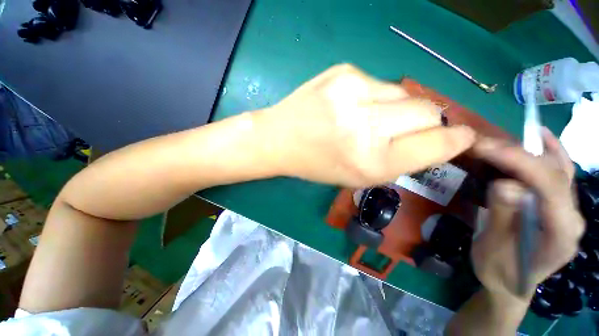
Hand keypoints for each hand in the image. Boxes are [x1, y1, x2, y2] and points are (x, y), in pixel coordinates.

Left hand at [253, 64, 475, 186]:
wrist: (281, 139)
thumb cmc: (317, 164)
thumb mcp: (358, 176)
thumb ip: (399, 159)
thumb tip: (436, 137)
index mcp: (370, 162)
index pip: (435, 144)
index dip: (455, 140)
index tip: (462, 137)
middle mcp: (366, 127)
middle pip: (428, 111)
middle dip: (426, 122)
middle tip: (402, 129)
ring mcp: (353, 93)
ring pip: (404, 93)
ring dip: (395, 108)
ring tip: (368, 119)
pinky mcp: (343, 72)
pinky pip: (378, 83)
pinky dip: (373, 97)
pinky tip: (349, 106)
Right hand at [471, 129, 583, 302]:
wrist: (510, 284)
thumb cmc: (499, 271)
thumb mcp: (493, 250)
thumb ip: (503, 218)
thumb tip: (506, 185)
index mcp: (561, 233)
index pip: (549, 186)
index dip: (520, 162)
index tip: (486, 149)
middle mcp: (572, 217)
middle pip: (555, 174)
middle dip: (521, 153)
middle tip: (484, 144)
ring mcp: (567, 210)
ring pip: (562, 169)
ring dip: (537, 148)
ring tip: (512, 133)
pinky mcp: (557, 206)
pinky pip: (559, 173)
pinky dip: (551, 152)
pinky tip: (542, 138)